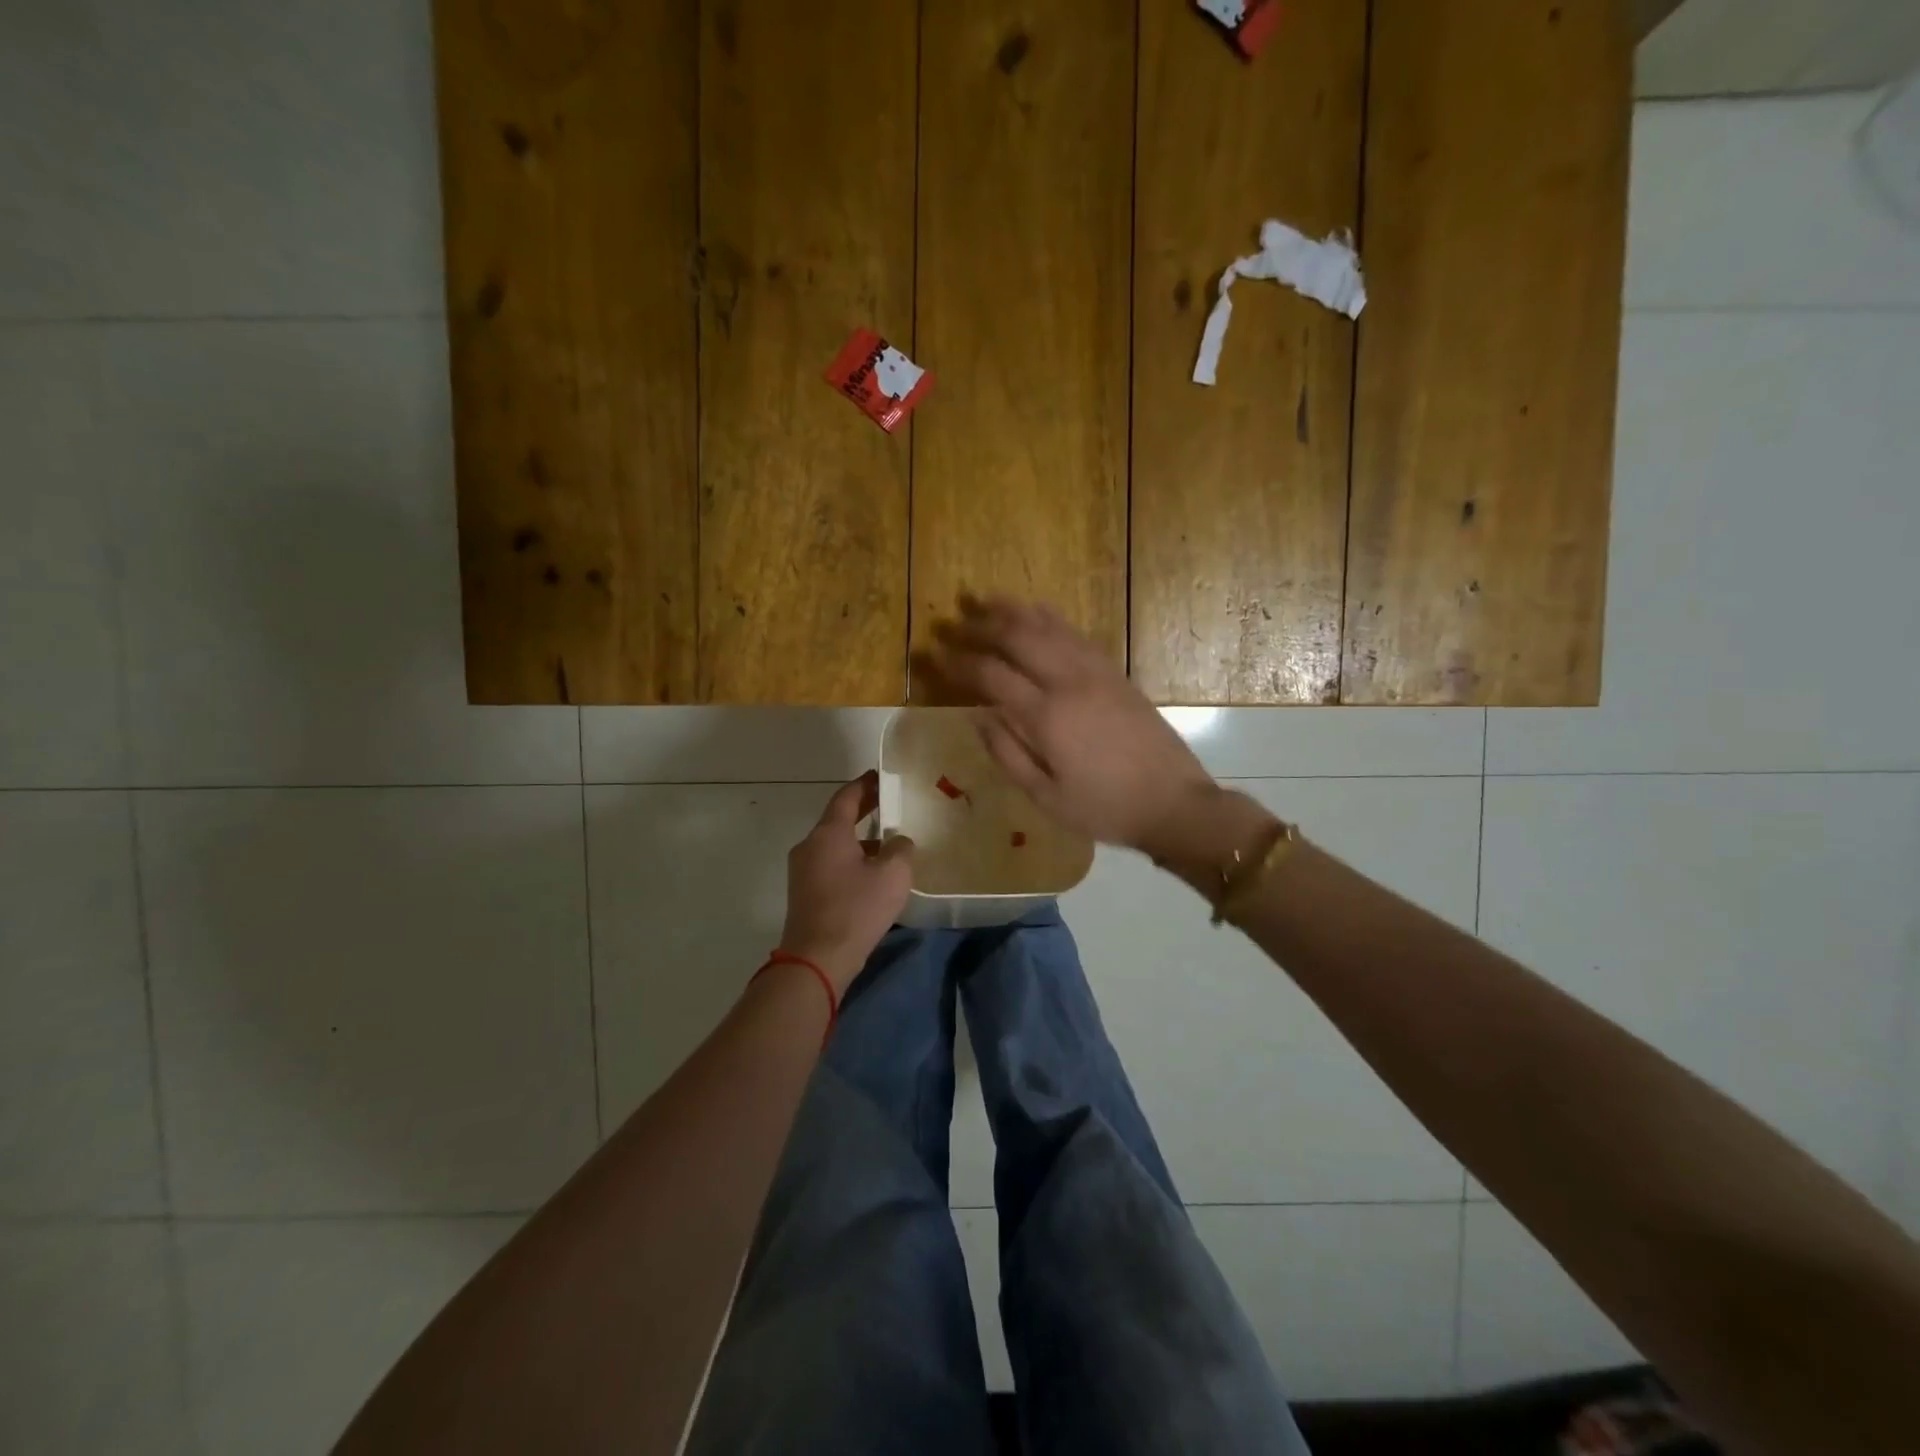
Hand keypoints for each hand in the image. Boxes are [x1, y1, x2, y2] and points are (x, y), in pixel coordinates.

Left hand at [778, 772, 913, 995]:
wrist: (817, 959)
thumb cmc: (856, 909)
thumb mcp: (892, 875)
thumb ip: (900, 849)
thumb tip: (898, 842)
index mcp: (828, 834)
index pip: (846, 797)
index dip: (865, 784)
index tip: (881, 775)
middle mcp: (810, 846)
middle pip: (838, 819)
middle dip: (863, 809)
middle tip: (888, 802)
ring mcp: (803, 870)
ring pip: (834, 844)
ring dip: (858, 839)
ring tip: (887, 841)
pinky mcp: (804, 892)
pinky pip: (830, 864)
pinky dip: (850, 859)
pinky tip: (871, 873)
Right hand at [920, 595, 1220, 855]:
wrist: (1173, 802)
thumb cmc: (1104, 807)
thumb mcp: (1046, 796)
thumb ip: (1007, 754)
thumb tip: (977, 717)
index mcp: (1047, 716)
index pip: (991, 675)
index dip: (958, 662)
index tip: (934, 655)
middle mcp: (1069, 682)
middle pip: (1018, 637)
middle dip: (981, 626)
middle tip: (955, 623)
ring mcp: (1096, 672)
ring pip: (1049, 627)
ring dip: (1014, 611)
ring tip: (986, 601)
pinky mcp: (1115, 673)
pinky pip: (1077, 633)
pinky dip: (1051, 618)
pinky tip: (1037, 611)